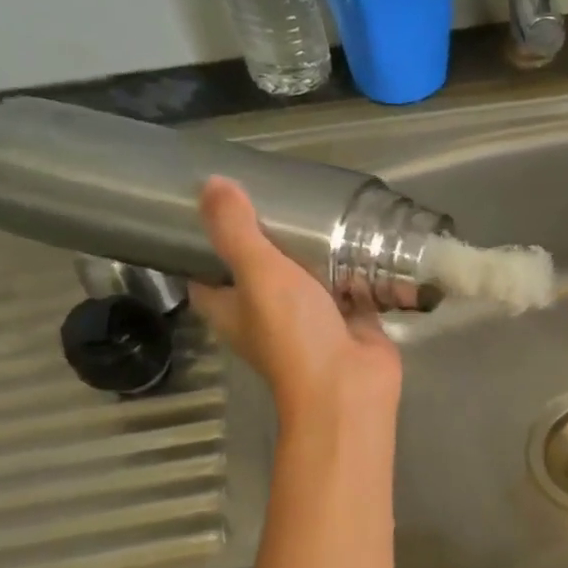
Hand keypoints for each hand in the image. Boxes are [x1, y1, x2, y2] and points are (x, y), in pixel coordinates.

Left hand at [191, 178, 399, 420]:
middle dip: (267, 240)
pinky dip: (354, 268)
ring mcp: (310, 320)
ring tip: (319, 208)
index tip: (215, 208)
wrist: (348, 385)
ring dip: (312, 252)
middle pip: (258, 271)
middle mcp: (266, 315)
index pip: (204, 273)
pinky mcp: (348, 321)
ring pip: (306, 278)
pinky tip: (363, 237)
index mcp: (231, 308)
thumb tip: (211, 182)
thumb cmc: (293, 334)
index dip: (204, 244)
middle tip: (277, 198)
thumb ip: (236, 231)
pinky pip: (349, 288)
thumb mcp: (258, 274)